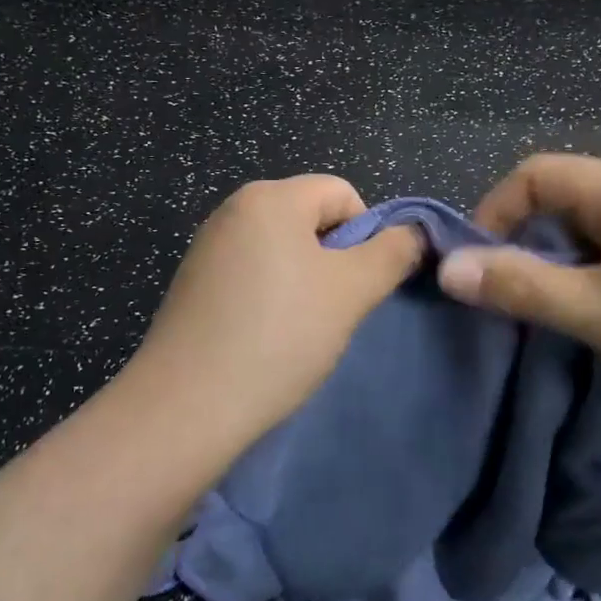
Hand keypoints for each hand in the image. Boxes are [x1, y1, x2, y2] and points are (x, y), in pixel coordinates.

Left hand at [131, 175, 424, 441]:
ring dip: (305, 282)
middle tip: (334, 310)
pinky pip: (251, 274)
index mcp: (270, 197)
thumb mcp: (353, 291)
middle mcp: (233, 209)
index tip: (359, 286)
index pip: (342, 193)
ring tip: (300, 329)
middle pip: (310, 219)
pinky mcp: (193, 284)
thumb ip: (393, 253)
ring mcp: (208, 247)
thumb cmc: (280, 335)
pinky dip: (270, 298)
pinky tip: (266, 338)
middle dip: (334, 259)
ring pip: (282, 250)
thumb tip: (414, 234)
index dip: (365, 235)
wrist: (186, 407)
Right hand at [435, 154, 600, 439]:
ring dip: (562, 264)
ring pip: (594, 228)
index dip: (494, 212)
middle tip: (513, 298)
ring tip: (555, 314)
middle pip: (565, 198)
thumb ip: (521, 285)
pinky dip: (596, 274)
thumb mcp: (598, 314)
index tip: (477, 267)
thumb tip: (447, 267)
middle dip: (528, 242)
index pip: (536, 174)